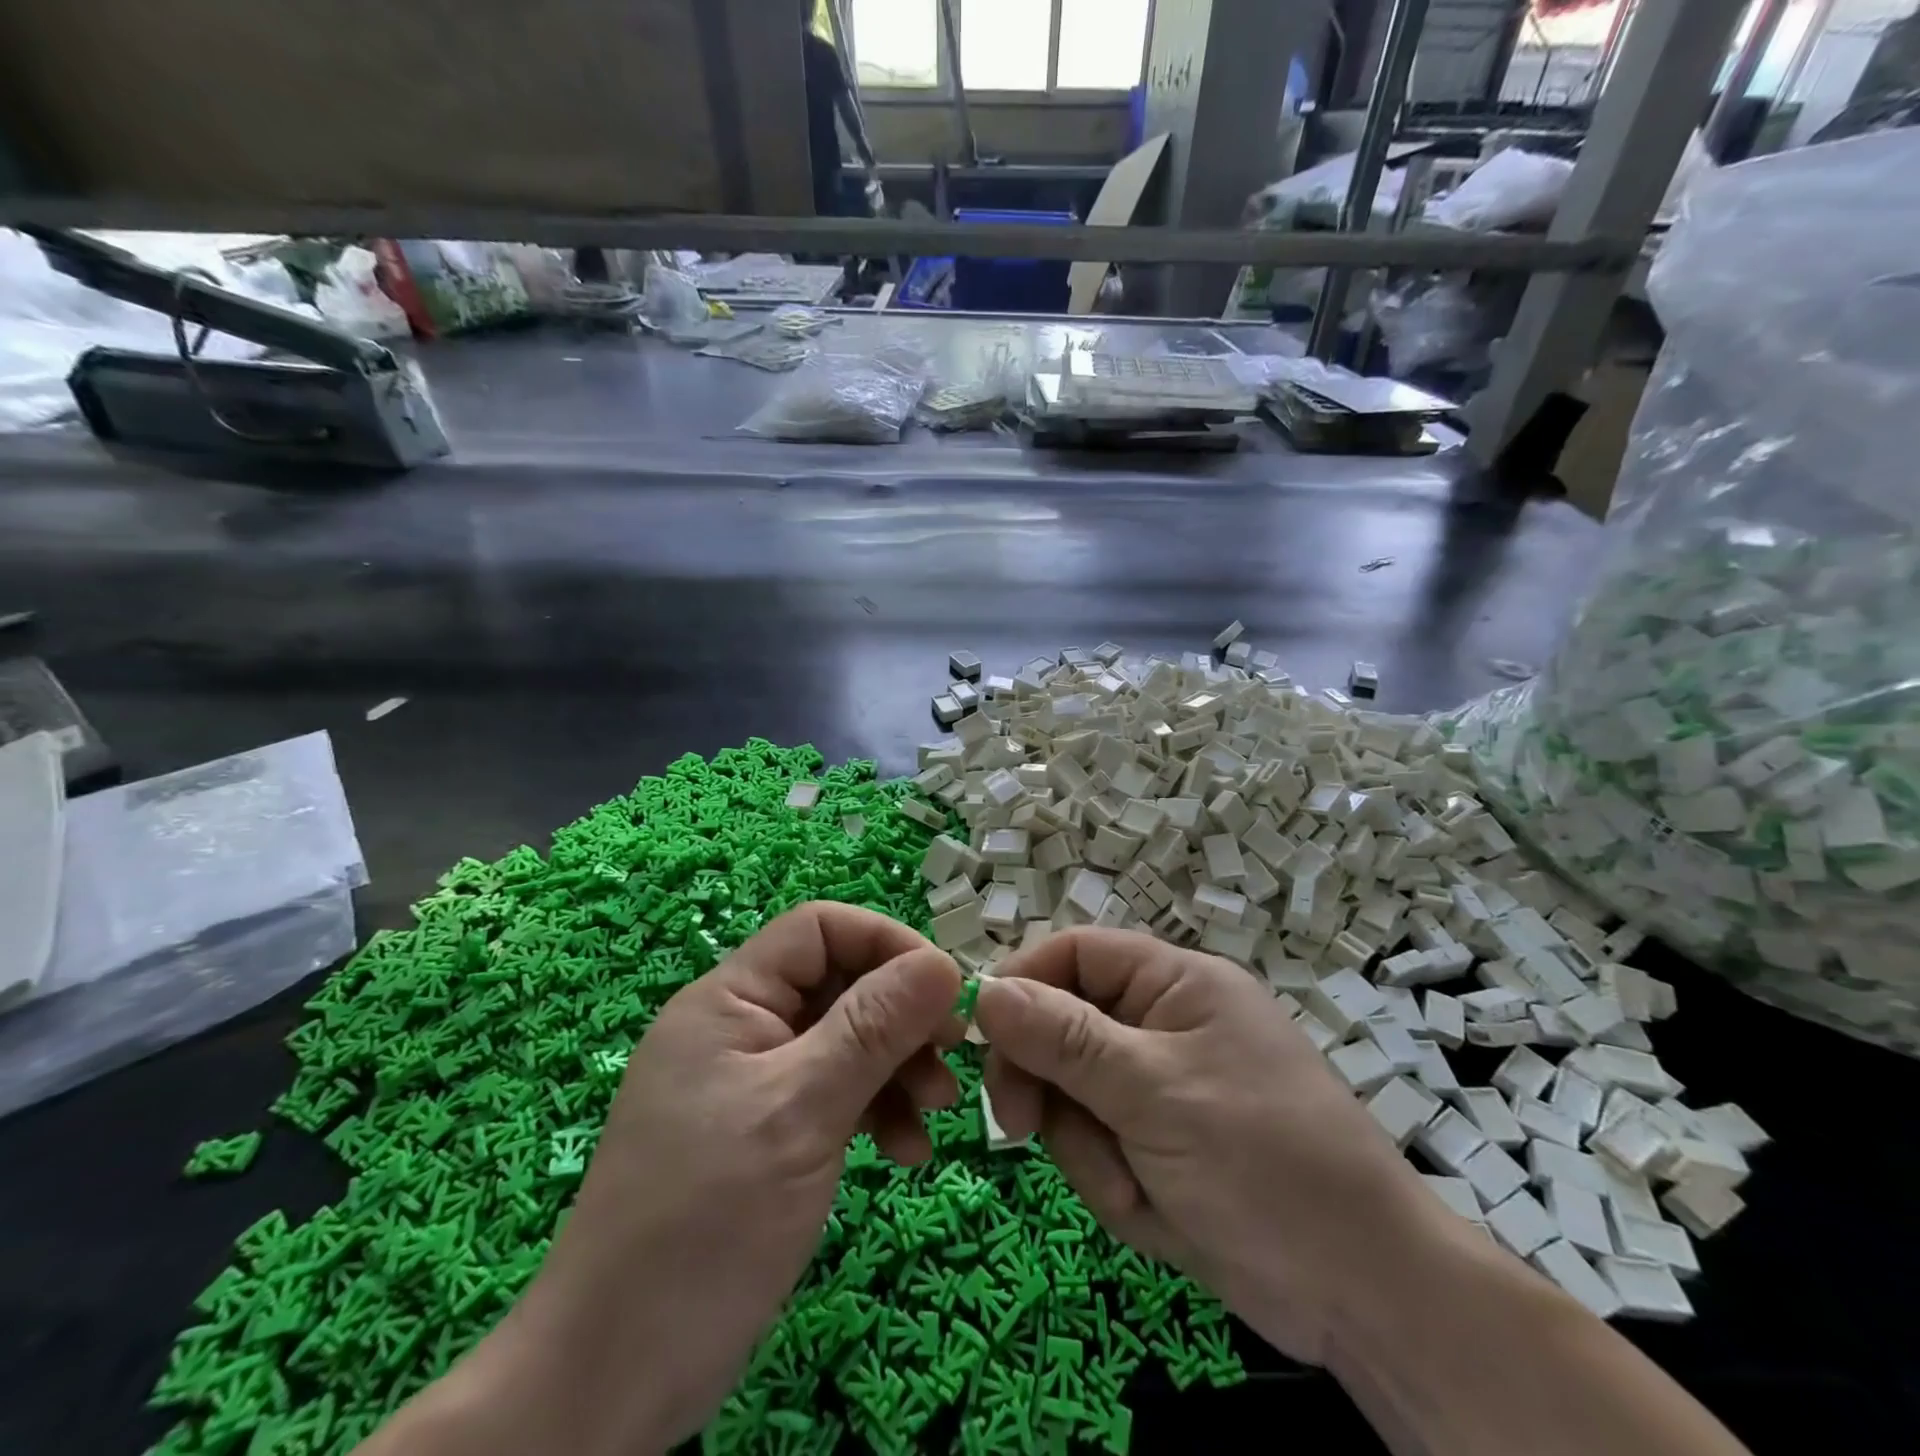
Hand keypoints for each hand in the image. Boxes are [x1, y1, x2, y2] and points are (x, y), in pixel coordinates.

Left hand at [488, 904, 962, 1452]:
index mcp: (730, 999)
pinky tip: (905, 1152)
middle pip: (839, 985)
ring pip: (844, 1041)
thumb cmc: (707, 1220)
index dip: (885, 943)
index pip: (820, 929)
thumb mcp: (802, 1110)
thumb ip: (874, 1028)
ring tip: (936, 1114)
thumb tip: (944, 962)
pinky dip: (874, 1111)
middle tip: (952, 1058)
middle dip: (900, 1017)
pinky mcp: (765, 1132)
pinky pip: (833, 1093)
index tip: (943, 991)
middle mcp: (741, 1027)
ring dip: (896, 1068)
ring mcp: (752, 1082)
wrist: (616, 1376)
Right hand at [976, 928, 1441, 1366]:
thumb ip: (1064, 1039)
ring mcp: (1157, 1089)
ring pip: (1070, 1095)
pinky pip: (1096, 1146)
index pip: (1074, 953)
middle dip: (1046, 1082)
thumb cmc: (1263, 1163)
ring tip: (1134, 1186)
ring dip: (1086, 1147)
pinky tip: (1153, 1210)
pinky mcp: (1156, 1145)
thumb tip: (986, 991)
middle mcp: (1161, 1024)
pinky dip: (1110, 1181)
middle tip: (1022, 1128)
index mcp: (1173, 983)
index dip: (1022, 983)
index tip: (981, 1035)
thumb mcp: (1153, 1091)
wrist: (1362, 1296)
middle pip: (1060, 1027)